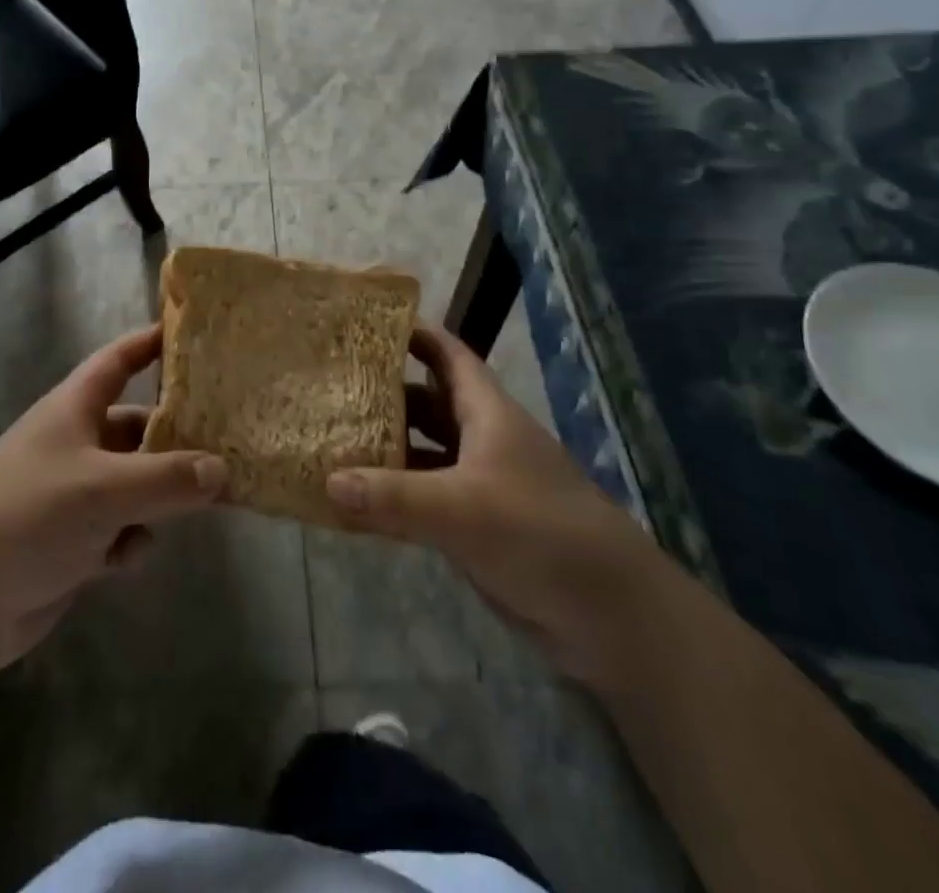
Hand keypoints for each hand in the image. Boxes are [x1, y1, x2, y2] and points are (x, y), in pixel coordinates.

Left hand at [0, 325, 225, 672]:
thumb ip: (168, 478)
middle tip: (227, 443)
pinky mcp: (73, 540)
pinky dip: (129, 540)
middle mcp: (76, 443)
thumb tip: (222, 469)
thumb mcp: (105, 489)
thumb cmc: (29, 515)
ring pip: (135, 482)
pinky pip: (119, 528)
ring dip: (159, 497)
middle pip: (137, 427)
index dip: (151, 342)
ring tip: (199, 506)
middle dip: (176, 438)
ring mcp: (73, 493)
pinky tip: (124, 559)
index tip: (192, 333)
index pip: (119, 360)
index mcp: (74, 409)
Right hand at [326, 323, 662, 675]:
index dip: (415, 334)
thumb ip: (393, 495)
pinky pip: (425, 500)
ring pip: (423, 453)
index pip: (449, 356)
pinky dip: (394, 497)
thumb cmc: (540, 533)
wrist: (611, 614)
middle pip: (428, 403)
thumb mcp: (462, 509)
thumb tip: (327, 479)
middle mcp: (482, 440)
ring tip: (333, 439)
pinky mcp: (477, 526)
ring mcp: (480, 484)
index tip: (367, 323)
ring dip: (386, 448)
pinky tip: (356, 504)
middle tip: (333, 385)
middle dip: (385, 393)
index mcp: (487, 413)